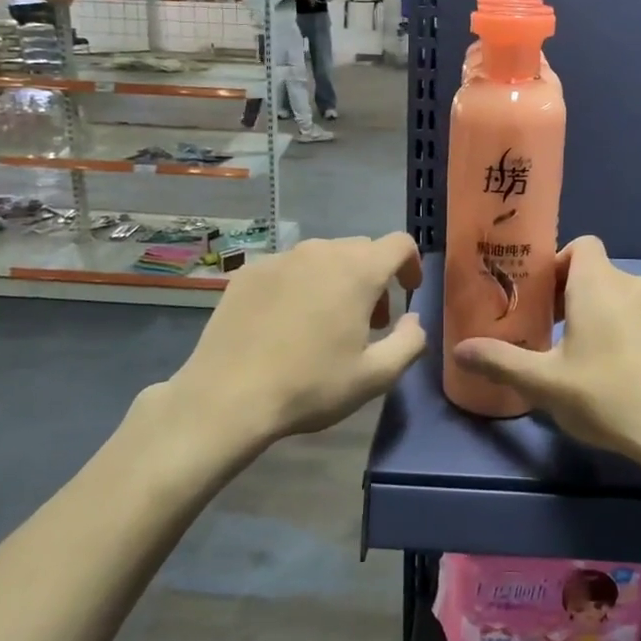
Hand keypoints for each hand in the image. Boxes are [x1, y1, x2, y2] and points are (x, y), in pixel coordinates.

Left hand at [167, 234, 424, 442]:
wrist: (226, 397)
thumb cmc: (310, 385)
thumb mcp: (375, 376)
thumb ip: (409, 342)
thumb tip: (413, 320)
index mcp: (358, 270)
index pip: (400, 244)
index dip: (412, 264)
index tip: (408, 292)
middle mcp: (321, 251)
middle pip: (361, 250)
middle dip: (374, 279)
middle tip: (368, 322)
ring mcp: (280, 258)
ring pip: (323, 257)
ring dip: (337, 280)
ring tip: (326, 323)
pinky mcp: (249, 271)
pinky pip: (288, 268)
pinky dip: (300, 285)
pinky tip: (286, 323)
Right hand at [452, 236, 640, 463]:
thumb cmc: (608, 394)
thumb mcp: (545, 382)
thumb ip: (501, 361)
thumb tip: (459, 350)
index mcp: (598, 283)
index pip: (580, 245)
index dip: (555, 263)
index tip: (536, 297)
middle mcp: (630, 284)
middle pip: (592, 272)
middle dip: (565, 294)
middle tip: (543, 329)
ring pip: (614, 296)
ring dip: (590, 314)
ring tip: (569, 354)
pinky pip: (634, 316)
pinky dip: (615, 329)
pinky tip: (605, 371)